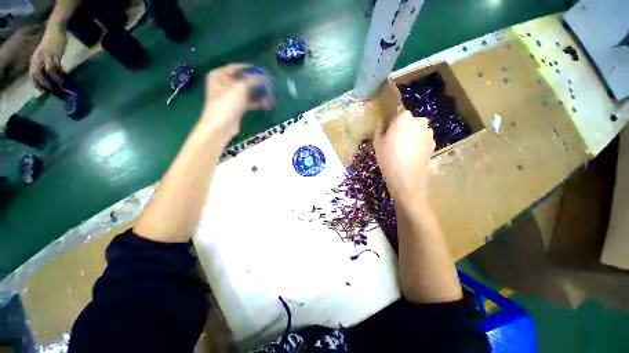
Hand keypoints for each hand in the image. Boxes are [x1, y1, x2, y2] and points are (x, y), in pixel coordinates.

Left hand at [29, 28, 66, 89]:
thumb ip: (43, 63)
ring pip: (49, 71)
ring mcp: (47, 56)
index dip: (36, 84)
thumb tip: (48, 76)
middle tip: (51, 90)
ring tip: (61, 85)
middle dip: (44, 83)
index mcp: (34, 59)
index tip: (41, 91)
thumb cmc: (49, 43)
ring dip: (54, 79)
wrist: (55, 30)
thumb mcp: (43, 54)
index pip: (32, 74)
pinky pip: (57, 66)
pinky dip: (61, 72)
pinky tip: (64, 76)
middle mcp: (38, 58)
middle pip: (39, 74)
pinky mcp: (56, 55)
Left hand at [199, 63, 274, 143]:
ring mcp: (230, 97)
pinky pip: (249, 102)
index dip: (250, 68)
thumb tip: (264, 75)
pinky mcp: (236, 108)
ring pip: (247, 92)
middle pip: (243, 80)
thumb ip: (253, 80)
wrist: (221, 126)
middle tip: (269, 82)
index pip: (236, 67)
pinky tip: (268, 103)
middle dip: (257, 82)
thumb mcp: (240, 88)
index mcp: (218, 75)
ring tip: (272, 94)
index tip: (263, 69)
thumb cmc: (226, 103)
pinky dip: (257, 102)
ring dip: (259, 93)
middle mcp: (223, 84)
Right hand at [373, 111, 434, 202]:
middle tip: (394, 142)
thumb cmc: (388, 157)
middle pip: (409, 122)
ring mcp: (429, 133)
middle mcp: (420, 122)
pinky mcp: (433, 145)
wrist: (406, 178)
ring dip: (411, 136)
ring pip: (417, 131)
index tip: (386, 133)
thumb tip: (383, 122)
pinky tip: (410, 156)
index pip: (397, 114)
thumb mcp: (377, 142)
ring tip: (403, 151)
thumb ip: (379, 128)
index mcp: (404, 118)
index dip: (391, 123)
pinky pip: (423, 140)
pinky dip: (418, 144)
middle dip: (402, 128)